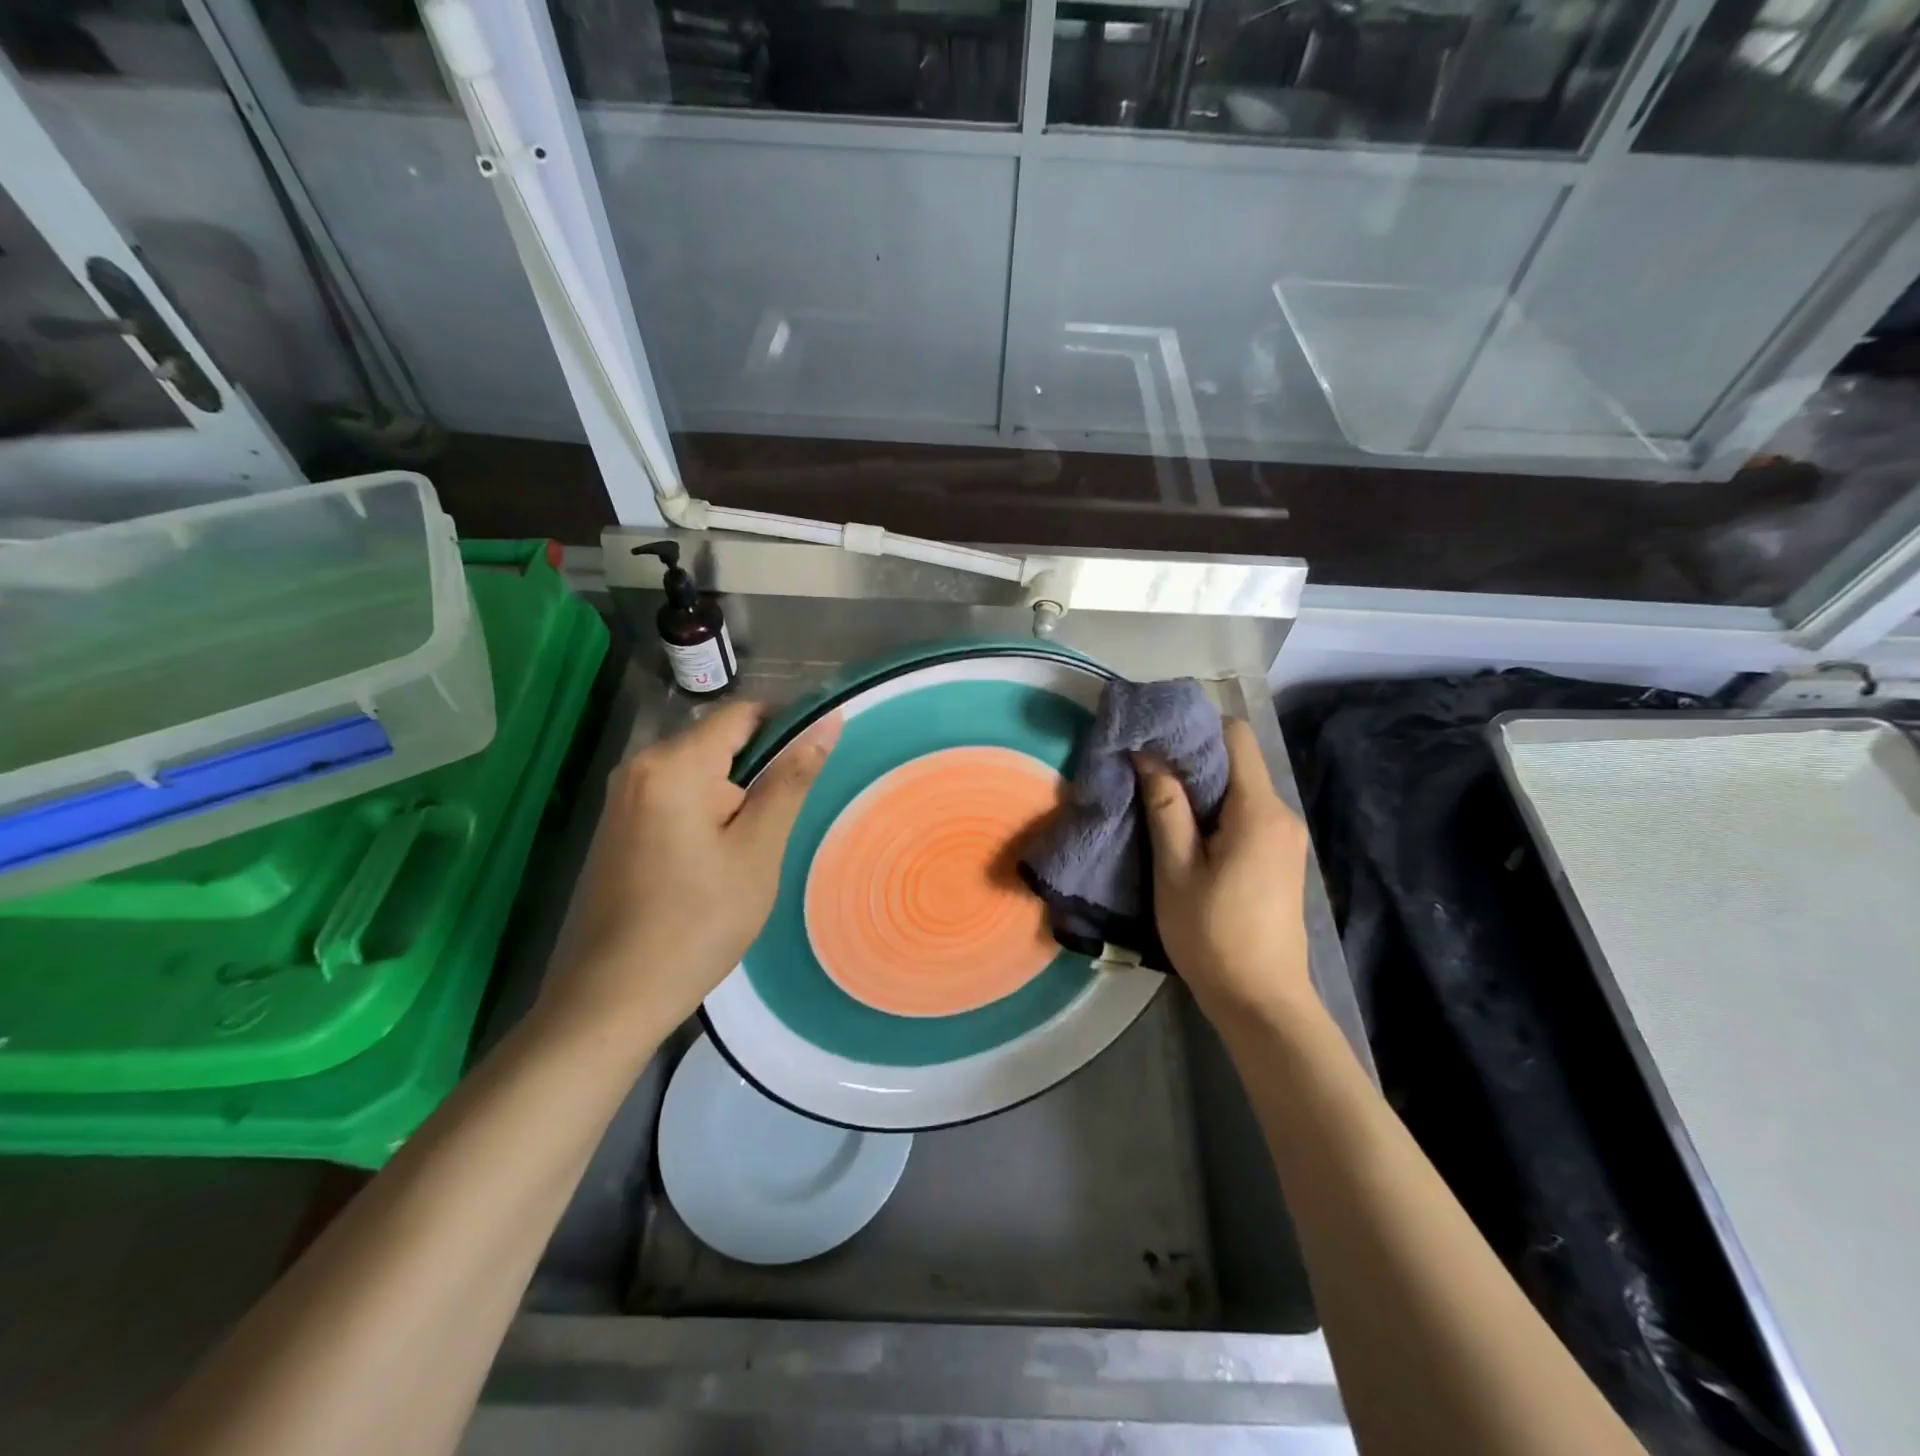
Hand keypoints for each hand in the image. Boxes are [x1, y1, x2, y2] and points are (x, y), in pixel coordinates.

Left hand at [540, 700, 840, 1045]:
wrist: (612, 997)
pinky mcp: (618, 825)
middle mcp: (639, 765)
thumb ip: (790, 779)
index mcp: (673, 763)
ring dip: (735, 795)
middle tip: (783, 822)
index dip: (787, 725)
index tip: (817, 761)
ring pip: (699, 771)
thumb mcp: (757, 849)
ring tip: (753, 848)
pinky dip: (707, 812)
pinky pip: (675, 796)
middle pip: (718, 741)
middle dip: (759, 769)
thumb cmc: (697, 923)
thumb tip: (828, 720)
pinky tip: (717, 861)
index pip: (742, 713)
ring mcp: (623, 797)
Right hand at [1134, 718, 1314, 1024]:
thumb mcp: (1176, 870)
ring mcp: (1286, 837)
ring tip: (1157, 800)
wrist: (1262, 1001)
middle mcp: (1282, 814)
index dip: (1195, 729)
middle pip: (1238, 762)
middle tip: (1144, 770)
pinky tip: (1187, 832)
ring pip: (1241, 788)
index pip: (1235, 737)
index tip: (1154, 739)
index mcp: (1258, 810)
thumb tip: (1147, 754)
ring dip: (1202, 788)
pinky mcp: (1282, 857)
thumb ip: (1165, 806)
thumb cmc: (1212, 934)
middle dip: (1192, 759)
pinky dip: (1216, 811)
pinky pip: (1248, 814)